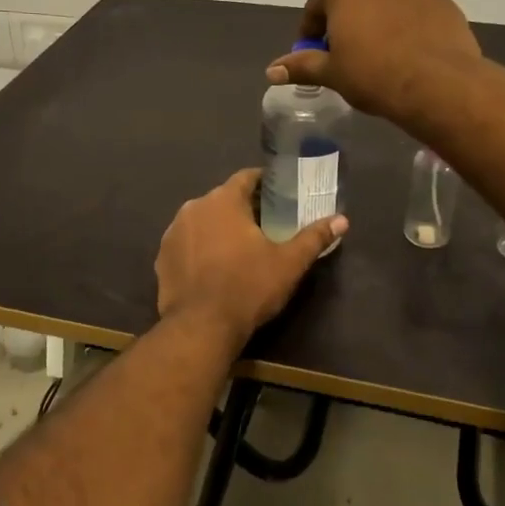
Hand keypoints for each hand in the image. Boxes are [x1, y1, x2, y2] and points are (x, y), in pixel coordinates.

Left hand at [156, 168, 347, 344]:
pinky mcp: (162, 257)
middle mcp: (193, 208)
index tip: (279, 192)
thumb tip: (342, 220)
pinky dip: (199, 248)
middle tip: (265, 224)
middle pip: (222, 199)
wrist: (201, 327)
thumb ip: (314, 238)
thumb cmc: (248, 288)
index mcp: (223, 200)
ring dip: (218, 228)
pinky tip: (213, 267)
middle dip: (242, 208)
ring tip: (238, 247)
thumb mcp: (289, 264)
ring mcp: (173, 233)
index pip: (246, 178)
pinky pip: (186, 244)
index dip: (264, 183)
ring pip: (202, 221)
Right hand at [266, 0, 481, 124]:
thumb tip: (271, 70)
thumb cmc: (373, 73)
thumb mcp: (331, 72)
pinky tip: (404, 51)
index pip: (317, 7)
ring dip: (375, 19)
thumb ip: (301, 65)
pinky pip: (412, 8)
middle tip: (345, 56)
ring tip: (377, 54)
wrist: (439, 82)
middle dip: (344, 22)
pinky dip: (403, 23)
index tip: (314, 56)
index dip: (311, 34)